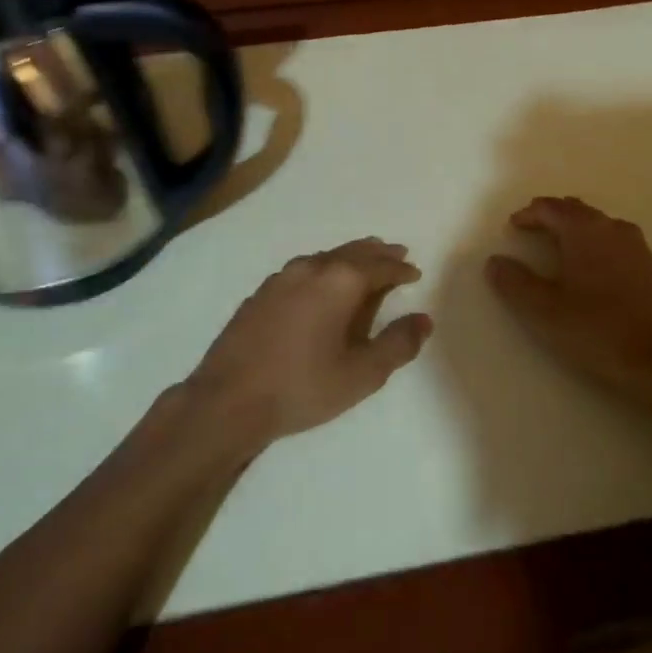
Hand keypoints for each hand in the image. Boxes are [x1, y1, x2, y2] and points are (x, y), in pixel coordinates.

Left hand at [188, 238, 433, 444]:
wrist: (228, 400)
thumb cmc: (302, 387)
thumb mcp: (362, 374)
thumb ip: (398, 344)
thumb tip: (423, 319)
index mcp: (339, 282)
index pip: (379, 266)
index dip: (400, 270)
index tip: (414, 273)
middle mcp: (310, 269)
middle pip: (352, 252)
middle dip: (377, 254)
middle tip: (395, 254)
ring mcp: (280, 279)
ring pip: (324, 257)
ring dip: (349, 258)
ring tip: (362, 264)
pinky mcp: (260, 294)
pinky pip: (303, 270)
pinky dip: (323, 269)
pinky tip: (320, 285)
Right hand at [486, 197, 651, 404]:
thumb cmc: (595, 330)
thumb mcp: (543, 310)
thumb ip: (514, 282)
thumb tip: (495, 261)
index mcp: (584, 230)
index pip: (550, 208)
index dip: (528, 214)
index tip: (513, 227)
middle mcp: (612, 228)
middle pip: (576, 210)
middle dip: (551, 216)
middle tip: (531, 230)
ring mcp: (636, 246)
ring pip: (597, 224)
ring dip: (574, 229)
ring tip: (557, 247)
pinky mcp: (650, 267)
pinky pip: (614, 241)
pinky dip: (594, 244)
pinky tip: (589, 268)